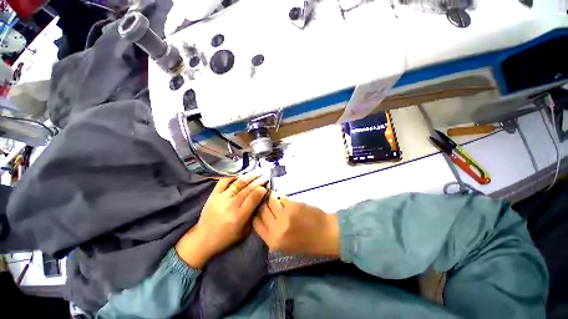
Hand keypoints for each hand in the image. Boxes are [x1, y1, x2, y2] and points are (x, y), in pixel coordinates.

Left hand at [176, 174, 267, 267]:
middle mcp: (231, 205)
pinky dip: (233, 176)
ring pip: (238, 183)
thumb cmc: (227, 237)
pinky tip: (240, 174)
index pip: (253, 198)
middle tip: (265, 176)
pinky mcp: (213, 195)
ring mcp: (221, 198)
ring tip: (257, 172)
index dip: (261, 190)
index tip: (266, 186)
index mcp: (239, 216)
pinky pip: (223, 181)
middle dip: (259, 181)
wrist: (203, 239)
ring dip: (249, 176)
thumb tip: (260, 199)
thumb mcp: (244, 230)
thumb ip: (253, 214)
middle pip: (248, 188)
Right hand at [253, 194, 339, 255]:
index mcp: (273, 242)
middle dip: (263, 204)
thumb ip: (273, 233)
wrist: (326, 234)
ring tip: (274, 197)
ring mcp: (284, 216)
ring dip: (272, 198)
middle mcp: (276, 229)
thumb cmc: (308, 242)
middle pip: (262, 211)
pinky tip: (285, 200)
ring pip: (271, 202)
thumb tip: (264, 216)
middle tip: (265, 200)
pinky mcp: (293, 206)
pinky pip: (282, 198)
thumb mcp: (286, 244)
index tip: (258, 208)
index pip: (256, 224)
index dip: (256, 214)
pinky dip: (282, 198)